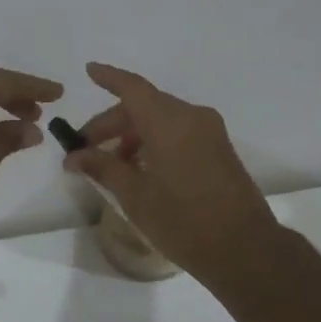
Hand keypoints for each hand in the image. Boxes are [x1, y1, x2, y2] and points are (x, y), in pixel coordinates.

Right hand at [64, 62, 280, 283]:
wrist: (245, 250)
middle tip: (84, 150)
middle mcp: (192, 117)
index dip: (109, 78)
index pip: (132, 88)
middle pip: (144, 107)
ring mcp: (209, 133)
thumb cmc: (184, 221)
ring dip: (132, 136)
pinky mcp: (219, 150)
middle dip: (112, 124)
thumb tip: (75, 156)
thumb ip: (103, 167)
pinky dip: (154, 142)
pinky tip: (139, 170)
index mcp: (170, 122)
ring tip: (110, 166)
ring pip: (161, 120)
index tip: (88, 71)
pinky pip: (178, 133)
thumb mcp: (135, 196)